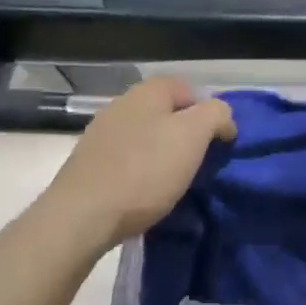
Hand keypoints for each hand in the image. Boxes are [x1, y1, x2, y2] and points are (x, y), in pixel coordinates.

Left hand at [44, 77, 235, 250]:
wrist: (82, 215)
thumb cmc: (144, 171)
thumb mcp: (193, 137)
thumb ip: (215, 115)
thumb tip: (222, 117)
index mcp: (147, 92)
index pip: (188, 89)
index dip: (208, 113)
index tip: (218, 144)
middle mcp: (122, 104)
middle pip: (166, 113)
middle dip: (185, 135)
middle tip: (198, 164)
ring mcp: (101, 133)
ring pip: (146, 136)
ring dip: (163, 155)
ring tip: (174, 183)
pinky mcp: (90, 162)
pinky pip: (127, 159)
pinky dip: (141, 172)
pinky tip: (145, 194)